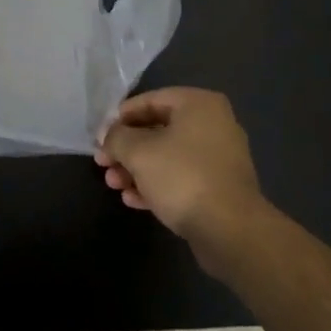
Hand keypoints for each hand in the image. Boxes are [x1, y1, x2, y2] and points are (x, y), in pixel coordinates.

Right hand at [97, 88, 267, 265]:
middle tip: (103, 163)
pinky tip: (133, 200)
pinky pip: (181, 178)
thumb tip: (108, 136)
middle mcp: (213, 125)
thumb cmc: (182, 177)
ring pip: (168, 156)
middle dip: (127, 148)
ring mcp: (218, 158)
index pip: (151, 100)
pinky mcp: (219, 188)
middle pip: (158, 129)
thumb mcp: (138, 152)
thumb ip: (117, 137)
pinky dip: (156, 185)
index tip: (100, 136)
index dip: (120, 117)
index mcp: (199, 105)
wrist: (230, 230)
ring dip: (137, 169)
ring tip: (114, 185)